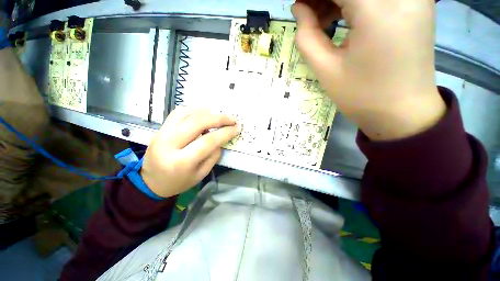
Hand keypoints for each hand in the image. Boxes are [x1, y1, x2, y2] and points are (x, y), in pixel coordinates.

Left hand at [141, 107, 238, 197]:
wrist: (151, 181)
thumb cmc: (178, 182)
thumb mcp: (201, 174)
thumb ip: (213, 156)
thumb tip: (221, 139)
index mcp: (181, 162)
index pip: (208, 141)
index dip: (225, 132)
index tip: (236, 128)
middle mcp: (169, 144)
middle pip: (197, 122)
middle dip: (219, 118)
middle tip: (231, 119)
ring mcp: (162, 133)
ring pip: (188, 113)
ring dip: (207, 112)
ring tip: (219, 117)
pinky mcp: (160, 128)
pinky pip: (179, 112)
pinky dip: (194, 110)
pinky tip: (204, 114)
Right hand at [293, 0, 445, 139]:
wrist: (402, 112)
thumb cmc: (361, 96)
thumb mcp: (326, 69)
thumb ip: (307, 36)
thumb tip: (299, 9)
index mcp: (377, 9)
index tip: (299, 7)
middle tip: (307, 13)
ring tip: (321, 18)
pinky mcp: (416, 2)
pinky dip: (356, 1)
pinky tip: (344, 16)